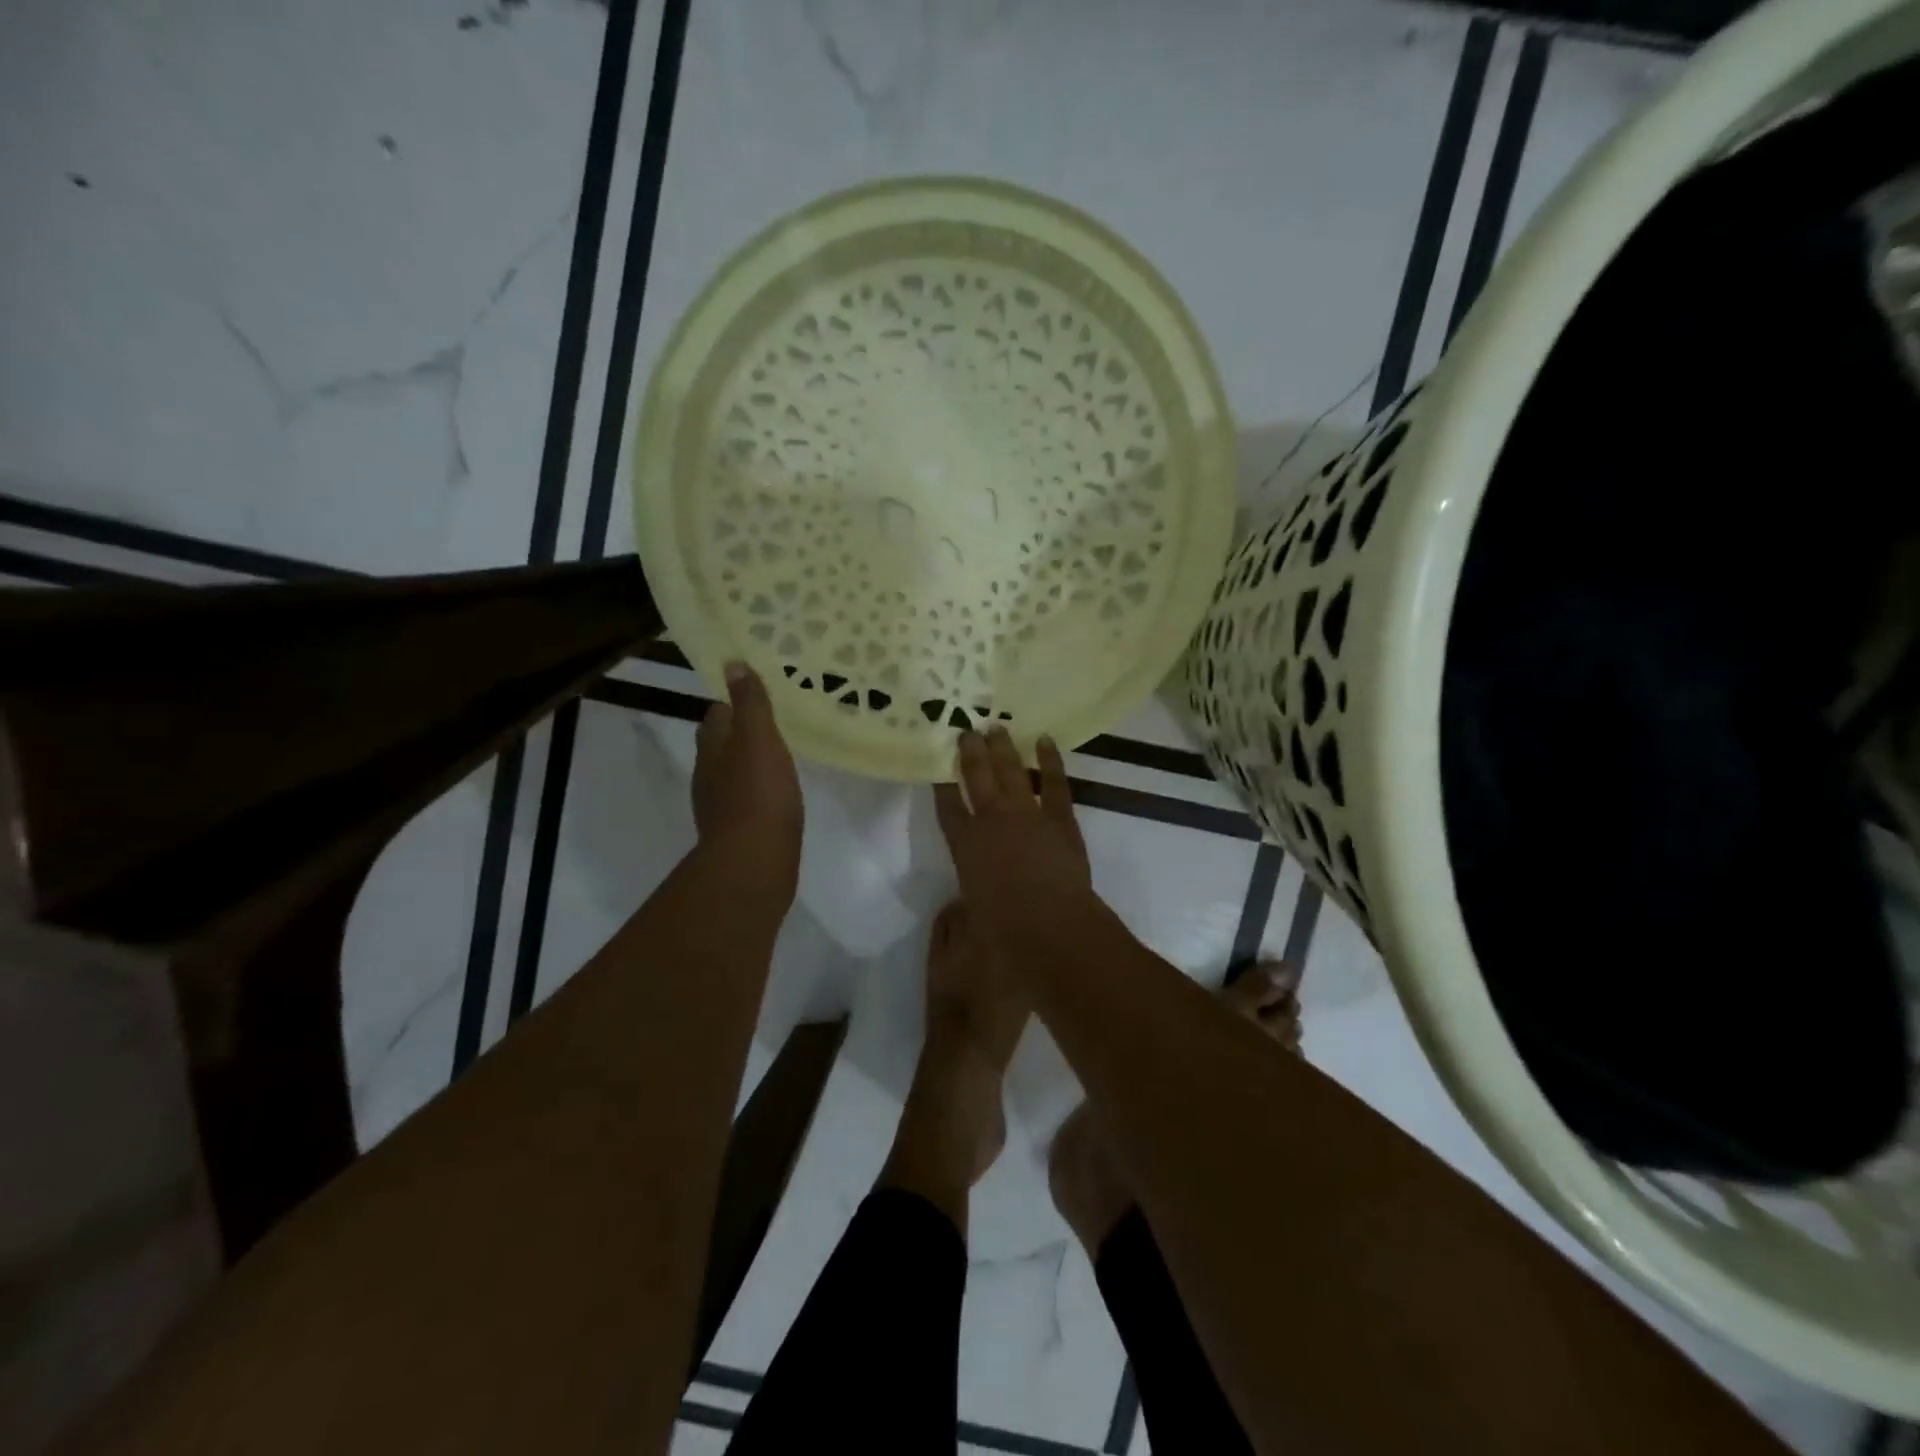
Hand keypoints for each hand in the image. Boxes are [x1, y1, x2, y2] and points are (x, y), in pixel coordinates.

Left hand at [693, 663, 802, 903]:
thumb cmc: (759, 793)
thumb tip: (733, 664)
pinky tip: (776, 795)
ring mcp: (720, 806)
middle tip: (771, 724)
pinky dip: (756, 792)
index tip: (756, 696)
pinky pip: (744, 801)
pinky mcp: (736, 832)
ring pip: (730, 774)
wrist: (754, 862)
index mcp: (713, 748)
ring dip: (747, 763)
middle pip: (719, 745)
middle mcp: (709, 775)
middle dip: (739, 733)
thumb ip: (750, 703)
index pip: (716, 715)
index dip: (732, 703)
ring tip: (777, 757)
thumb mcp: (759, 738)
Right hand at [935, 729, 1092, 929]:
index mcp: (965, 845)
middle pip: (976, 777)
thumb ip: (963, 910)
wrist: (1052, 926)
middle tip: (966, 730)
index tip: (937, 764)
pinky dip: (1050, 759)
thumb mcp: (971, 920)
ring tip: (996, 727)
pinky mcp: (1059, 818)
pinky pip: (1053, 781)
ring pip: (1011, 771)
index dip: (941, 784)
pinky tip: (1044, 741)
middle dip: (969, 752)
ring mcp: (1027, 815)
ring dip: (1003, 748)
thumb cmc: (1005, 933)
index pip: (947, 807)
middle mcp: (992, 821)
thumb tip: (963, 905)